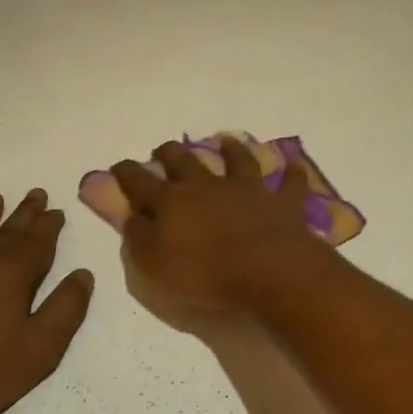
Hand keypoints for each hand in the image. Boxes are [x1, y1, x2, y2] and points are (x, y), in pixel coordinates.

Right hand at [111, 138, 330, 314]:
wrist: (267, 270)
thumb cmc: (205, 272)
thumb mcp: (154, 264)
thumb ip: (139, 238)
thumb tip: (132, 216)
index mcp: (172, 202)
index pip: (140, 182)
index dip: (127, 173)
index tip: (119, 167)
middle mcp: (207, 186)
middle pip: (184, 161)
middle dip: (170, 153)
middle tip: (164, 149)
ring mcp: (247, 190)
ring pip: (237, 161)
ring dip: (230, 150)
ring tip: (226, 141)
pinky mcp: (281, 202)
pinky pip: (290, 183)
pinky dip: (291, 173)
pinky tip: (293, 165)